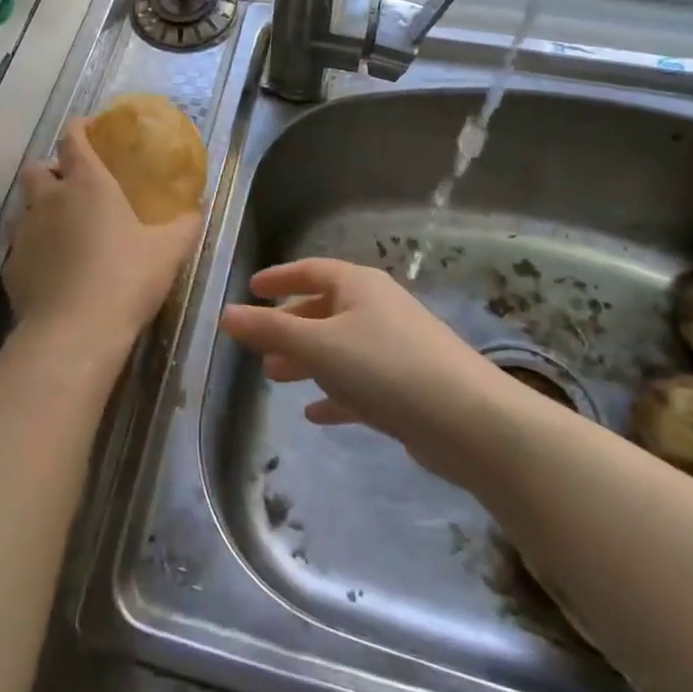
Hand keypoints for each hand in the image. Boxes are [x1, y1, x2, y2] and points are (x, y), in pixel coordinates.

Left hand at [5, 120, 201, 362]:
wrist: (74, 332)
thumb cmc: (126, 278)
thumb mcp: (168, 251)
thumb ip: (184, 226)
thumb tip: (197, 212)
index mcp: (87, 184)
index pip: (73, 138)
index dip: (80, 127)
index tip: (90, 128)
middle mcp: (49, 200)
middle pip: (36, 168)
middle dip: (50, 170)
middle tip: (72, 186)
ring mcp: (25, 233)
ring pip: (23, 208)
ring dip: (39, 210)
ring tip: (62, 229)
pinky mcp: (11, 268)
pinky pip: (20, 247)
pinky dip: (34, 249)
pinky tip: (52, 269)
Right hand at [220, 258, 520, 482]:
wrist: (468, 421)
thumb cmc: (385, 367)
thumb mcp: (318, 345)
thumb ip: (270, 329)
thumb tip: (225, 313)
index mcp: (358, 285)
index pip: (311, 270)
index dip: (279, 277)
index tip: (252, 288)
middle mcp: (377, 308)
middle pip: (324, 309)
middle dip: (289, 326)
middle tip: (258, 346)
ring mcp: (395, 346)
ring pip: (339, 346)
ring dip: (307, 360)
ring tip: (275, 378)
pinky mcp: (407, 385)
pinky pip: (360, 381)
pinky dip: (335, 392)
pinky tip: (316, 414)